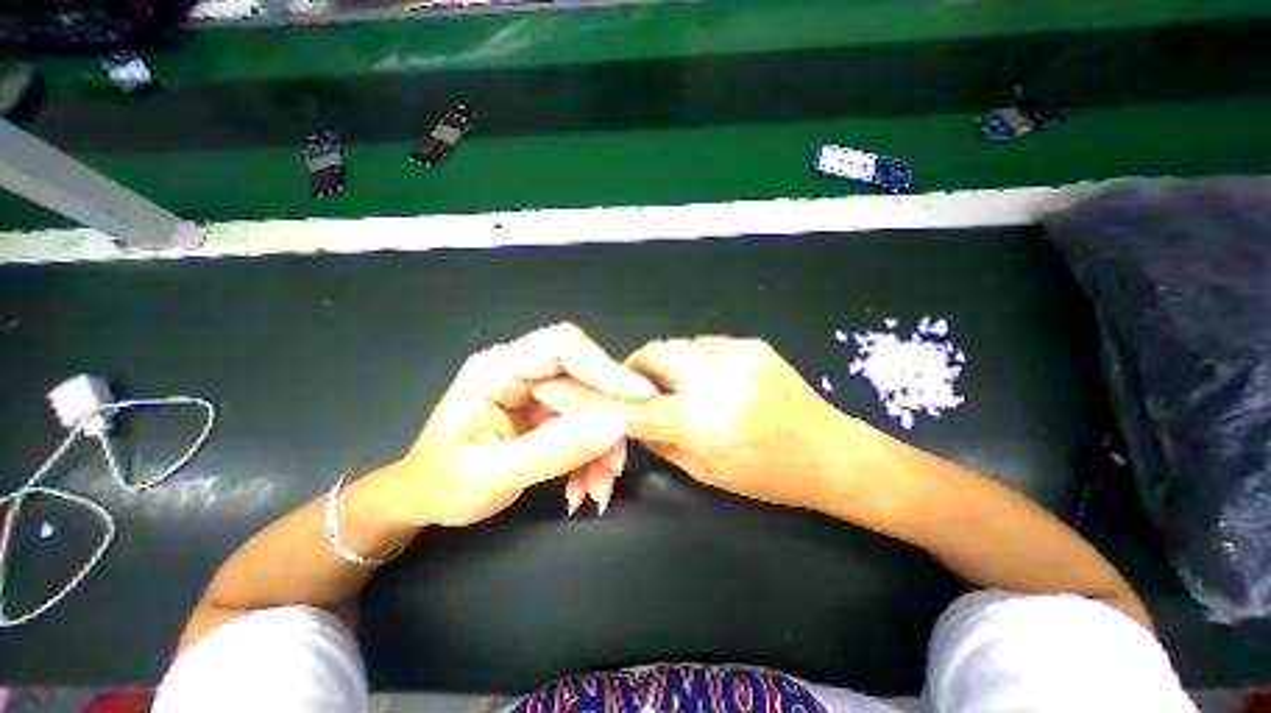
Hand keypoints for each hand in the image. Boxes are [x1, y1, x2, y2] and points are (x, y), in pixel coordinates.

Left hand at [379, 321, 654, 526]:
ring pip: (591, 404)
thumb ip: (554, 448)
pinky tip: (585, 486)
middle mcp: (522, 371)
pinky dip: (594, 455)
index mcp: (497, 369)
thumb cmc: (441, 484)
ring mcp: (538, 391)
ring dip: (603, 446)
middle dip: (607, 422)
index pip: (563, 346)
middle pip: (585, 377)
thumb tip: (617, 422)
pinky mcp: (549, 413)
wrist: (425, 499)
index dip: (605, 367)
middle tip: (615, 466)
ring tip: (598, 488)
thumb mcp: (492, 475)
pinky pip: (586, 424)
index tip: (639, 399)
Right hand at [536, 334, 863, 513]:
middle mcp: (722, 381)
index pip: (638, 409)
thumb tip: (630, 420)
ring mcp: (740, 355)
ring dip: (665, 365)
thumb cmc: (769, 476)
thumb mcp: (708, 472)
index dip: (600, 401)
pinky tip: (706, 380)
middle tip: (636, 388)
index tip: (572, 391)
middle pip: (654, 356)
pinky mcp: (753, 344)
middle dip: (635, 370)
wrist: (830, 452)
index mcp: (710, 424)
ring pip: (676, 346)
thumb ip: (663, 441)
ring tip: (676, 387)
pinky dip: (693, 361)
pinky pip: (704, 345)